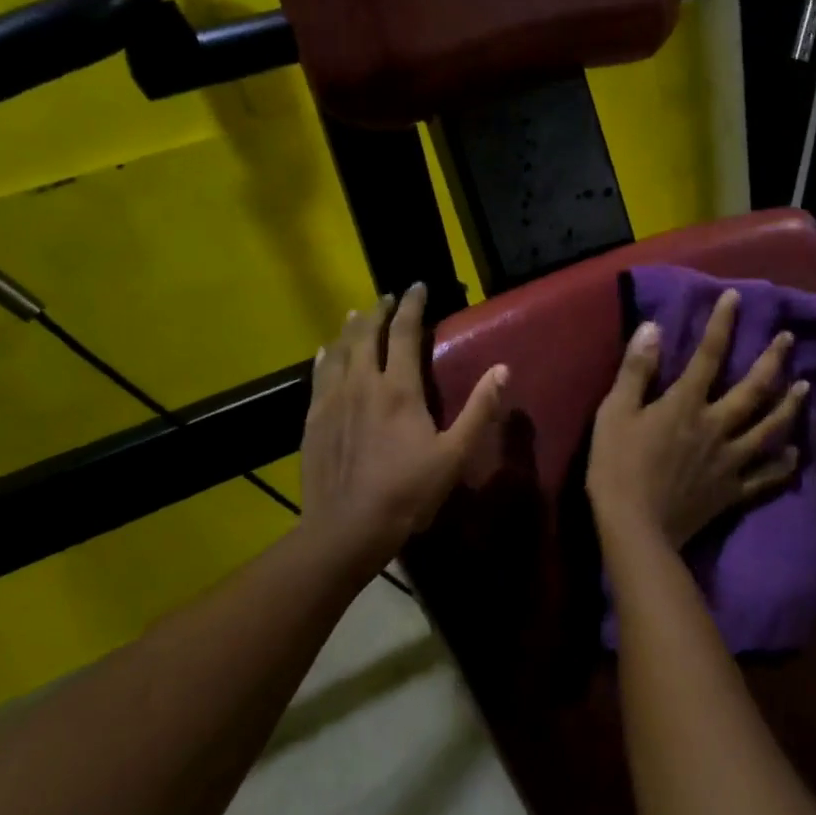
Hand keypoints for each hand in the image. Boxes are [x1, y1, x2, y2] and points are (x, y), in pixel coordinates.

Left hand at [301, 283, 507, 573]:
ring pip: (339, 350)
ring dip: (350, 329)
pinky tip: (326, 353)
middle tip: (388, 298)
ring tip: (358, 315)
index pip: (403, 332)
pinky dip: (325, 357)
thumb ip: (479, 409)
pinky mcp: (313, 419)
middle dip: (379, 311)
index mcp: (398, 389)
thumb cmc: (408, 492)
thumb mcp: (455, 454)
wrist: (347, 527)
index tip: (417, 287)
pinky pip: (319, 376)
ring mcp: (332, 400)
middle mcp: (362, 384)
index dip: (412, 306)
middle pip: (366, 334)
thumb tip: (502, 369)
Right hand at [587, 288, 805, 551]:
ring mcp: (730, 460)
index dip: (722, 324)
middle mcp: (716, 426)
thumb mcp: (615, 413)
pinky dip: (783, 465)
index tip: (736, 297)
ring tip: (804, 387)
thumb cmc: (617, 467)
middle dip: (772, 360)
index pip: (708, 355)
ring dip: (790, 405)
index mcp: (686, 405)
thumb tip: (653, 327)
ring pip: (769, 428)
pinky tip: (794, 454)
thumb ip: (636, 370)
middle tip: (788, 339)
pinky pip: (765, 476)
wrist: (635, 528)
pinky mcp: (733, 491)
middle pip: (753, 389)